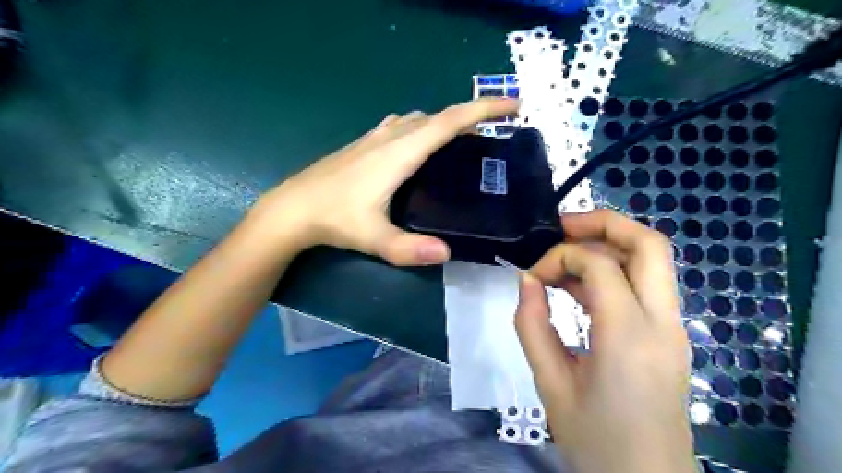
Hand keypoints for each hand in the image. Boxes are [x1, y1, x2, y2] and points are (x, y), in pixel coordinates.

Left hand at [249, 95, 517, 264]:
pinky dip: (422, 127)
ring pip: (419, 119)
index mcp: (399, 153)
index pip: (448, 123)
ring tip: (464, 139)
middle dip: (471, 115)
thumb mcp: (374, 238)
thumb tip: (447, 253)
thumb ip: (409, 249)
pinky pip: (402, 125)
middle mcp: (390, 137)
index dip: (482, 110)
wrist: (292, 208)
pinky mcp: (364, 144)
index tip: (512, 106)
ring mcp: (374, 138)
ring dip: (445, 122)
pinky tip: (420, 145)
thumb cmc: (334, 219)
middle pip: (438, 116)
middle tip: (496, 129)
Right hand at [517, 209, 694, 472]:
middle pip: (649, 243)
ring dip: (609, 244)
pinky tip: (581, 286)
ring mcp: (674, 327)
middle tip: (561, 228)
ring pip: (653, 258)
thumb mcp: (549, 384)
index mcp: (629, 336)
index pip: (598, 264)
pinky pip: (646, 283)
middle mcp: (663, 322)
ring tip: (565, 256)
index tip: (532, 278)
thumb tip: (527, 280)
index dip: (559, 258)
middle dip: (603, 222)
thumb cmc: (595, 440)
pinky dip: (614, 269)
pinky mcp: (671, 334)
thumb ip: (531, 324)